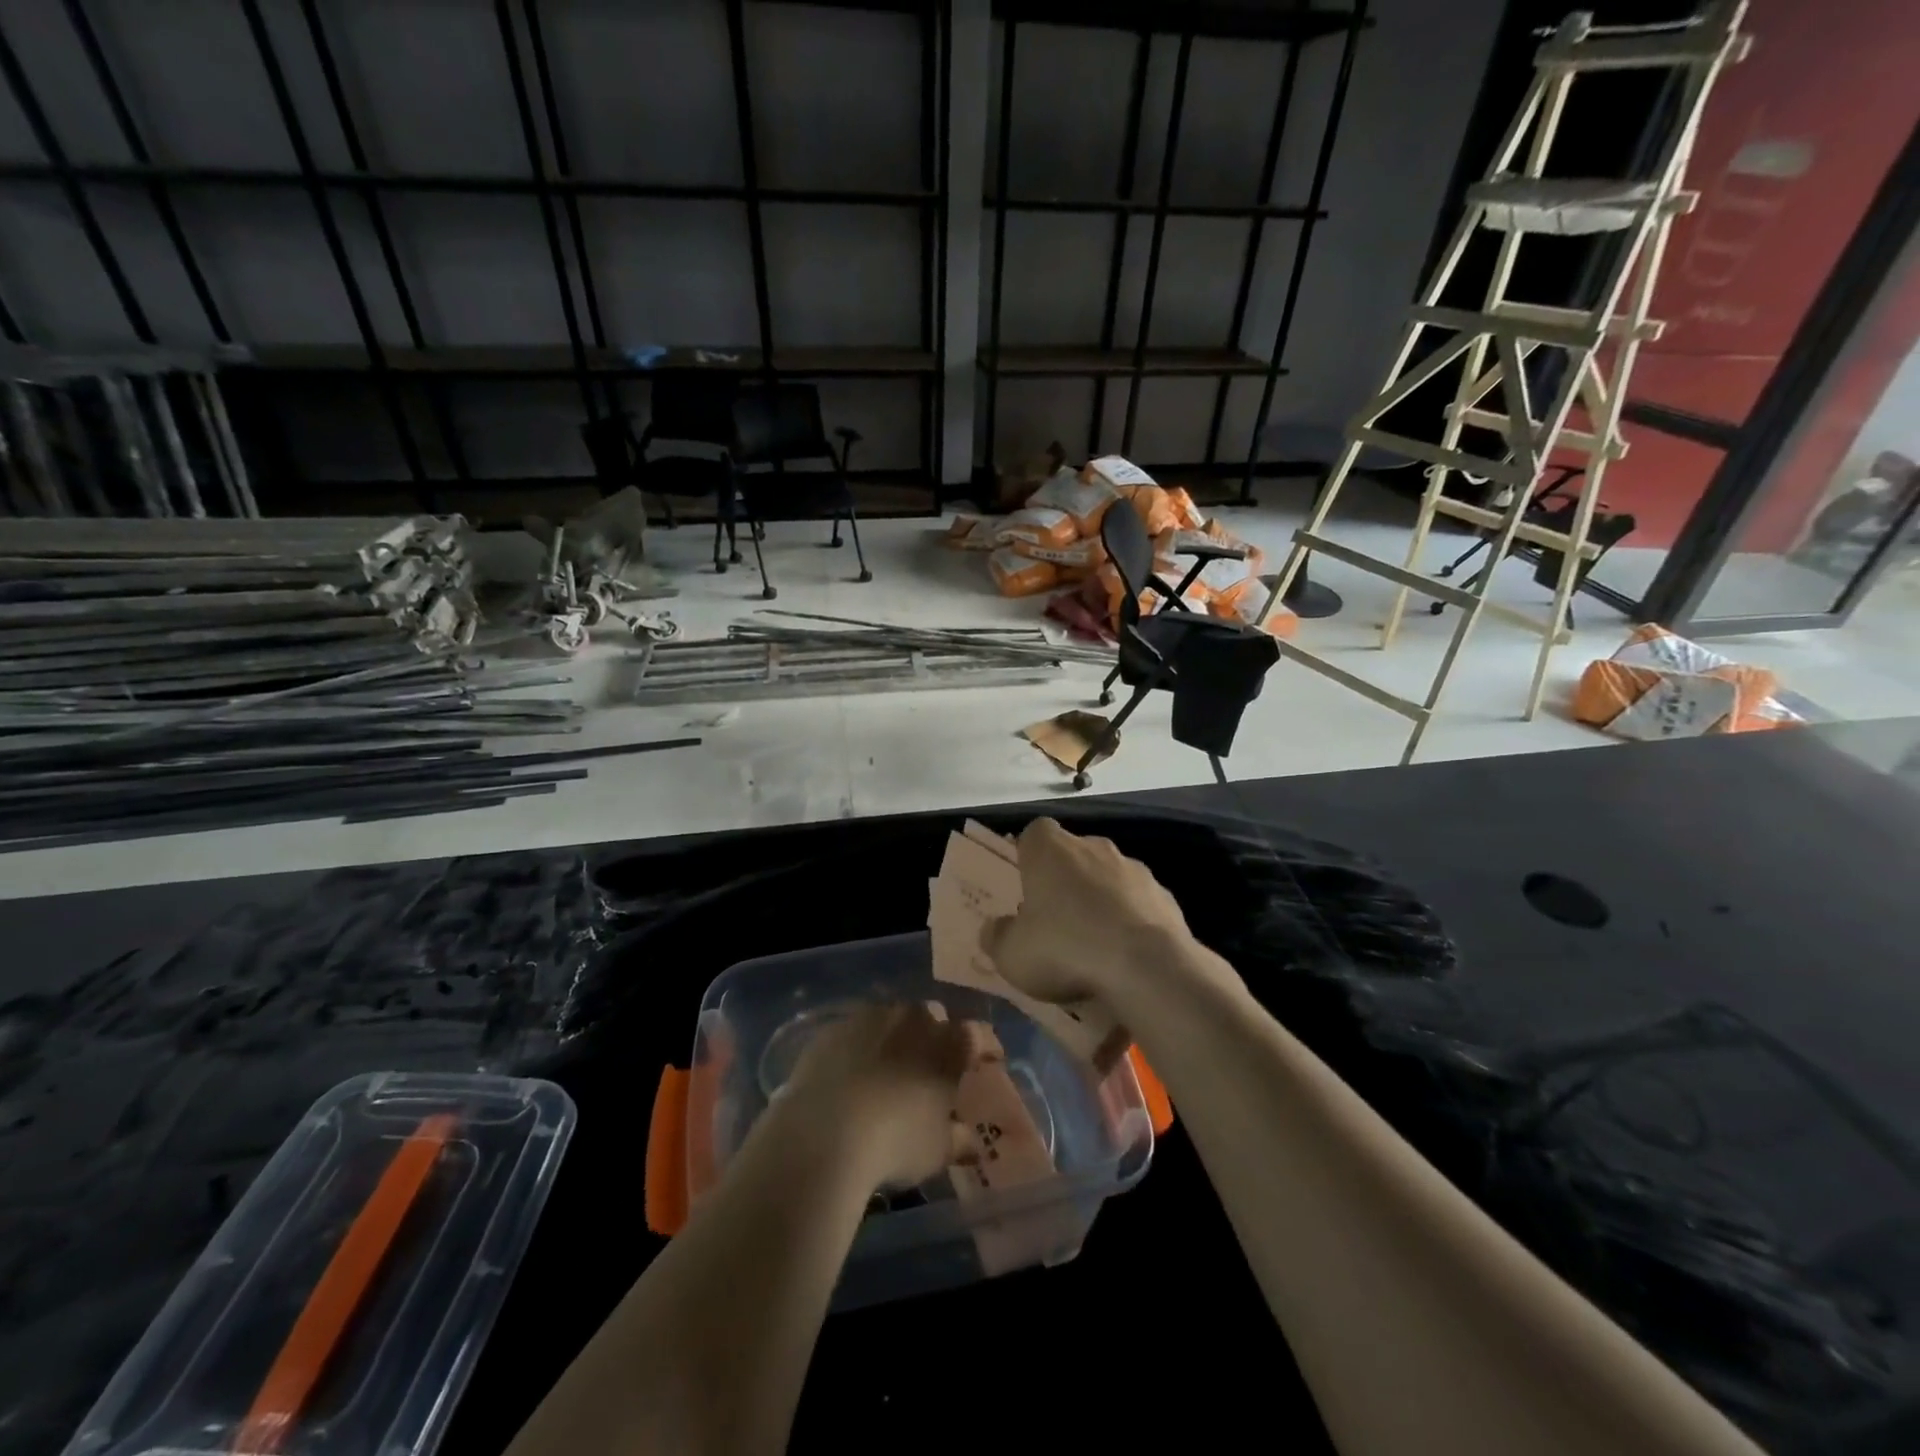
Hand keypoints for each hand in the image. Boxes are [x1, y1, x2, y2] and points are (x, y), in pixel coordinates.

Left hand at [777, 1002, 981, 1191]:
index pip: (978, 1035)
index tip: (987, 1061)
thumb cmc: (897, 1141)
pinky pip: (856, 1031)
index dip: (985, 1047)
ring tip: (888, 1069)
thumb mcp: (937, 1150)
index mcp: (950, 1042)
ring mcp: (871, 1017)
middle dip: (935, 1037)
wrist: (825, 1132)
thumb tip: (969, 1138)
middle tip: (931, 1067)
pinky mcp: (834, 1027)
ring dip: (895, 1038)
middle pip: (932, 1018)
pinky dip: (860, 1046)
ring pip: (892, 1019)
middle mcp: (914, 1018)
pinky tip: (851, 1073)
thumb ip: (958, 1138)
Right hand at [982, 817, 1207, 1011]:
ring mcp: (1133, 868)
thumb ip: (998, 937)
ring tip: (1094, 944)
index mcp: (1049, 849)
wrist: (1147, 967)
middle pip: (1073, 854)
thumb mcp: (1012, 955)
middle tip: (1055, 919)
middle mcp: (1092, 847)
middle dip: (1065, 880)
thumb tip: (995, 928)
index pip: (1034, 833)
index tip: (1025, 884)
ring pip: (1108, 877)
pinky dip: (1130, 921)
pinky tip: (1126, 955)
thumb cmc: (1065, 949)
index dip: (1028, 855)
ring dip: (1100, 900)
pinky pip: (1138, 903)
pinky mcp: (1164, 895)